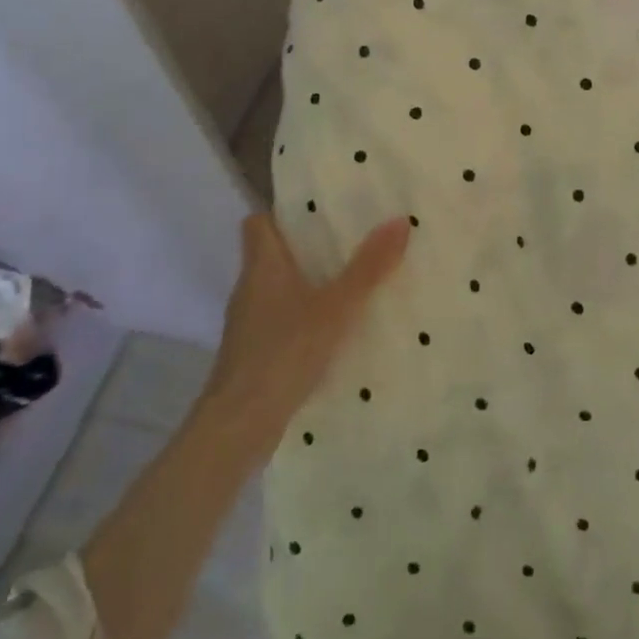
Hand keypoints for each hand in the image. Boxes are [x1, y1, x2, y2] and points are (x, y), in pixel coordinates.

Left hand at [206, 214, 410, 459]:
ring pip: (279, 289)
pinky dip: (305, 318)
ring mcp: (249, 324)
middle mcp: (250, 289)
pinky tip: (335, 329)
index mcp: (262, 266)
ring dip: (309, 284)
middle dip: (308, 247)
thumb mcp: (336, 307)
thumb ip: (368, 267)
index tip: (319, 211)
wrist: (239, 426)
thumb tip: (400, 220)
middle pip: (273, 254)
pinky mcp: (254, 354)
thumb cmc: (283, 352)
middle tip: (351, 240)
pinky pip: (282, 320)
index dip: (282, 213)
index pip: (257, 222)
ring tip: (352, 281)